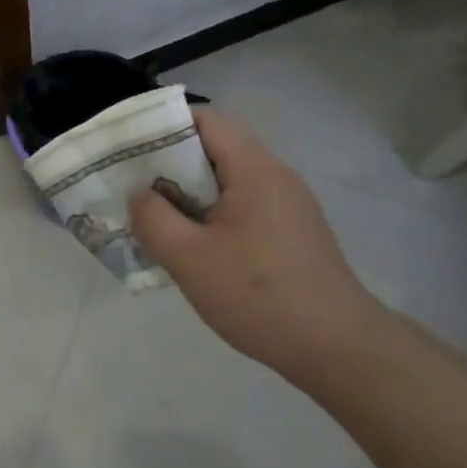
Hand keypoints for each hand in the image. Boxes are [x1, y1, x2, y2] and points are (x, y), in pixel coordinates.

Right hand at [129, 110, 387, 387]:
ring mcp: (288, 204)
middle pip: (215, 148)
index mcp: (254, 169)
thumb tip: (138, 194)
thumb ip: (154, 219)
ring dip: (189, 194)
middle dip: (169, 164)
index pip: (205, 119)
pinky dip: (211, 214)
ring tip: (155, 218)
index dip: (163, 126)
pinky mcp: (292, 232)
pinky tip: (193, 247)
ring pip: (227, 181)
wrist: (337, 348)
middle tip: (132, 187)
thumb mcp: (190, 259)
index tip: (128, 149)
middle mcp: (275, 175)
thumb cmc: (258, 296)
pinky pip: (243, 206)